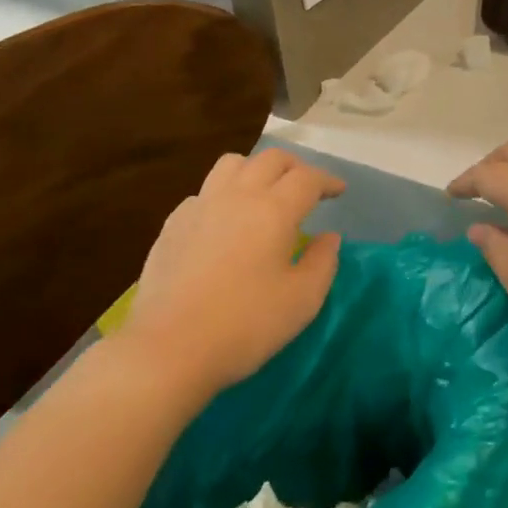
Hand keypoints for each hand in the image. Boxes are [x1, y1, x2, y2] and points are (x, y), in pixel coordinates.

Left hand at [121, 149, 345, 403]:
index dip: (327, 180)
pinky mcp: (173, 224)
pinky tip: (225, 222)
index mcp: (274, 210)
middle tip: (307, 188)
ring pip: (232, 164)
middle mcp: (237, 196)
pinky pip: (204, 192)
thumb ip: (323, 262)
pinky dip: (224, 195)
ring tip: (264, 193)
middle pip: (271, 159)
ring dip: (256, 170)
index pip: (307, 178)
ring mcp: (200, 206)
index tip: (339, 191)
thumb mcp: (302, 300)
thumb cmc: (245, 325)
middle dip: (296, 167)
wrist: (168, 348)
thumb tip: (328, 237)